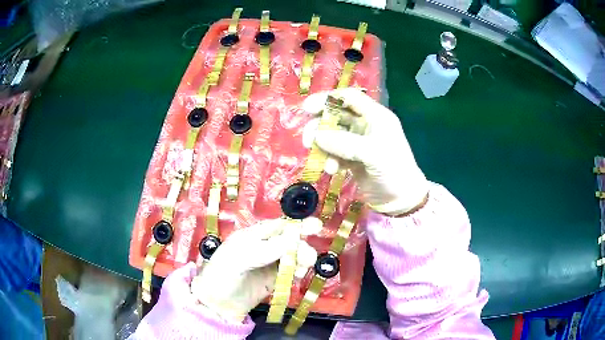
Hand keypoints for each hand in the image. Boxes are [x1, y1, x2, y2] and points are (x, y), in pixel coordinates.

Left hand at [190, 218, 319, 322]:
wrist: (217, 304)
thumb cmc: (222, 275)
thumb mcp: (239, 258)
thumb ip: (266, 249)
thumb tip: (294, 238)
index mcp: (252, 236)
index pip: (278, 226)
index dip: (297, 225)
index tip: (316, 226)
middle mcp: (263, 247)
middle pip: (290, 241)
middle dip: (301, 247)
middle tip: (308, 258)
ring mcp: (269, 264)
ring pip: (294, 256)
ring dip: (302, 260)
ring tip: (301, 270)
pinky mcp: (274, 280)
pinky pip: (291, 272)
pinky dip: (298, 272)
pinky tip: (297, 277)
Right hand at [302, 88, 427, 214]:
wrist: (400, 200)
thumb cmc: (394, 171)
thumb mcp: (373, 153)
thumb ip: (345, 143)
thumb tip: (317, 136)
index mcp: (376, 116)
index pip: (349, 97)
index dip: (328, 99)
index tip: (307, 109)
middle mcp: (366, 125)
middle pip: (337, 115)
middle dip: (320, 126)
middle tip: (307, 141)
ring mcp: (359, 142)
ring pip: (333, 135)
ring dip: (324, 146)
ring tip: (322, 162)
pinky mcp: (353, 158)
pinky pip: (335, 152)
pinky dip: (330, 159)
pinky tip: (332, 171)